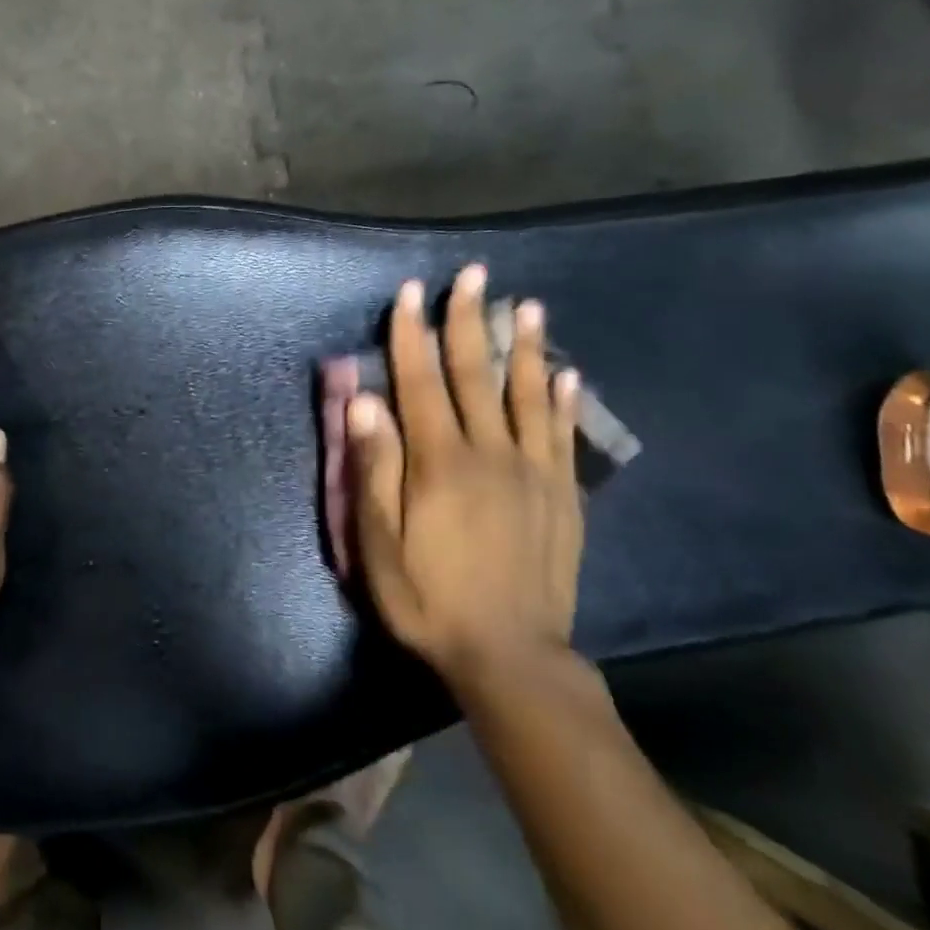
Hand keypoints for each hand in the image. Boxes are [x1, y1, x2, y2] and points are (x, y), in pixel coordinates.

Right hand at [347, 265, 583, 694]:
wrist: (511, 656)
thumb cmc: (429, 599)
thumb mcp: (379, 544)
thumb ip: (374, 470)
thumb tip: (364, 403)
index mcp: (439, 462)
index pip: (421, 382)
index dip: (412, 334)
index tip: (411, 292)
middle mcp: (489, 453)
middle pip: (476, 374)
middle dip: (470, 320)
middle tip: (473, 274)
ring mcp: (533, 472)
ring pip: (527, 395)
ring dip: (525, 346)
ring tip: (528, 305)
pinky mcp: (562, 496)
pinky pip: (562, 436)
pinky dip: (562, 401)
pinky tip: (564, 374)